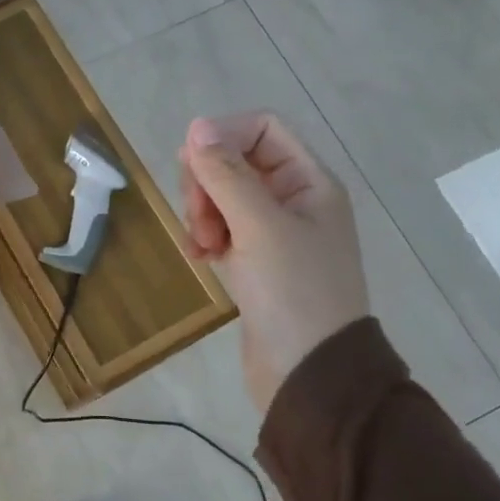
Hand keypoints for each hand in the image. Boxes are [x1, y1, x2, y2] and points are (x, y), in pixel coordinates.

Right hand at [179, 112, 368, 412]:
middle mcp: (293, 200)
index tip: (190, 165)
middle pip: (236, 162)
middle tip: (198, 217)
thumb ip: (226, 174)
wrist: (309, 374)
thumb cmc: (294, 292)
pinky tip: (200, 258)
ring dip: (202, 213)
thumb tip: (197, 126)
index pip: (261, 130)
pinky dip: (205, 237)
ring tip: (202, 246)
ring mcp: (273, 233)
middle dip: (207, 183)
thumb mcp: (259, 226)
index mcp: (309, 182)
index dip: (222, 137)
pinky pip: (221, 229)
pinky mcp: (256, 262)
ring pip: (223, 197)